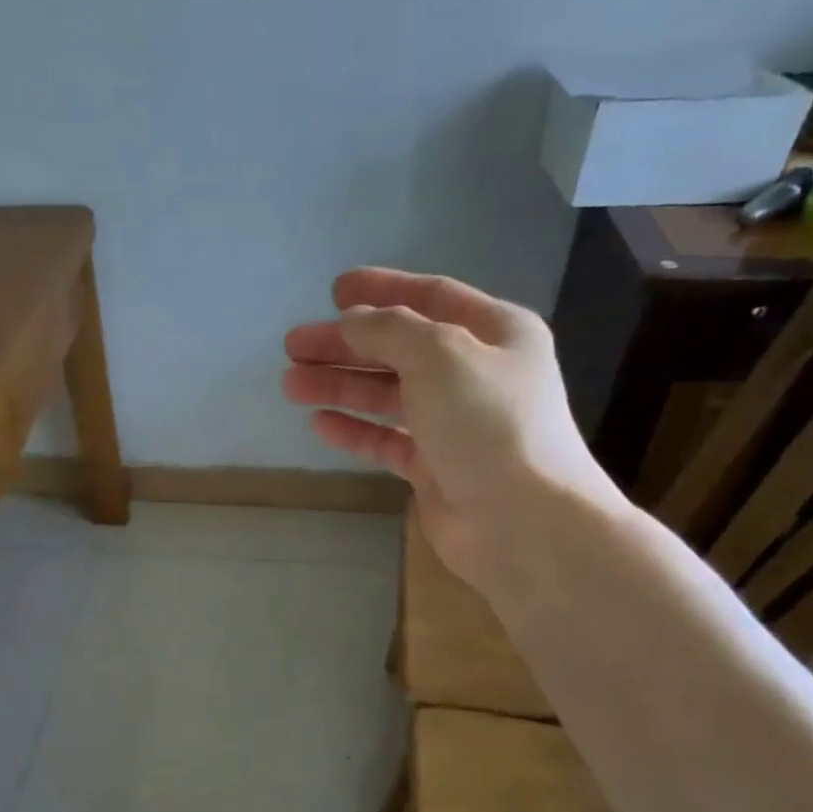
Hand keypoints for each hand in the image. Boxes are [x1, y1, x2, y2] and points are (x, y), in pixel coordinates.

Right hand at [282, 268, 617, 580]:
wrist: (521, 521)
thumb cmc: (487, 423)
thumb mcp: (439, 354)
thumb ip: (389, 329)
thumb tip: (352, 322)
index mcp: (496, 333)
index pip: (432, 297)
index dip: (382, 290)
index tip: (334, 290)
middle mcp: (476, 374)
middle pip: (400, 348)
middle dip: (346, 345)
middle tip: (293, 346)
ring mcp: (455, 424)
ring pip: (388, 395)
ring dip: (341, 386)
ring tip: (291, 384)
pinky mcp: (434, 468)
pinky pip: (386, 440)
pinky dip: (354, 430)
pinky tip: (319, 424)